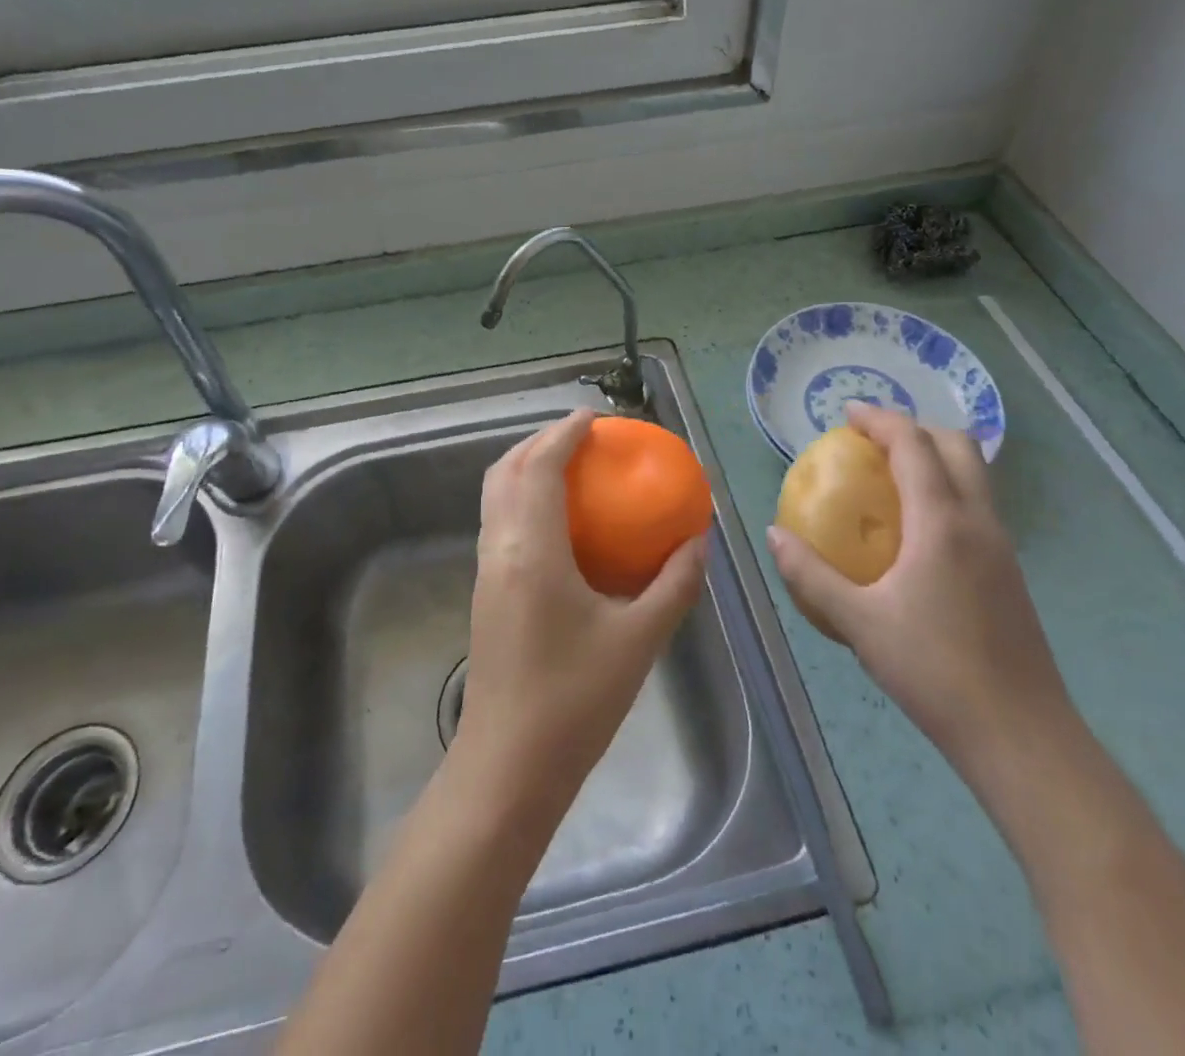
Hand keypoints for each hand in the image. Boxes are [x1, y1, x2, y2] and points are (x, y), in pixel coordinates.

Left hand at [456, 409, 706, 814]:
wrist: (508, 767)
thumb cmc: (575, 702)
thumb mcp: (639, 640)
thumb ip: (674, 584)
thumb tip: (698, 542)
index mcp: (531, 550)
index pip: (539, 466)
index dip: (563, 433)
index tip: (594, 417)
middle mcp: (499, 549)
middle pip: (506, 470)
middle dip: (539, 442)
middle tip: (583, 438)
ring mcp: (486, 571)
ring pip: (496, 496)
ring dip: (528, 469)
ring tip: (572, 469)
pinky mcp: (486, 593)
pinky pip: (501, 523)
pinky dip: (525, 500)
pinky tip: (562, 524)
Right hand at [767, 402, 1071, 768]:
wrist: (1020, 734)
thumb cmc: (933, 671)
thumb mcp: (858, 623)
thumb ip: (811, 575)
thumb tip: (775, 536)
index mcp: (942, 522)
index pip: (914, 444)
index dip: (880, 419)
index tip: (846, 414)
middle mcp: (979, 522)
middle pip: (958, 445)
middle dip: (915, 428)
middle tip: (871, 442)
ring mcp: (1002, 547)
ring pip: (975, 475)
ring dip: (935, 458)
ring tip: (890, 477)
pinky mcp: (1009, 572)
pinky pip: (977, 506)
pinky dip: (946, 491)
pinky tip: (915, 532)